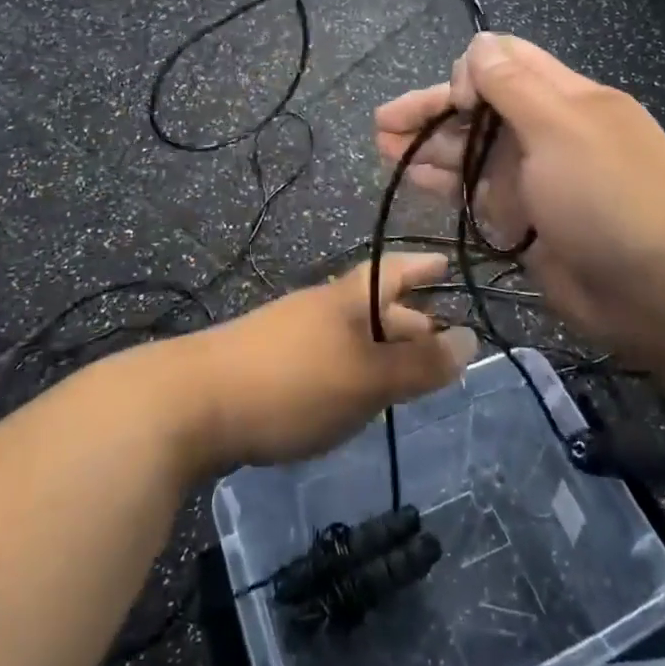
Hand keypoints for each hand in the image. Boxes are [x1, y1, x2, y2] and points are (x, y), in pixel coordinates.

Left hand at [180, 253, 477, 470]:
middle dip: (408, 319)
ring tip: (405, 374)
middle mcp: (319, 308)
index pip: (392, 270)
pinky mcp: (269, 365)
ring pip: (350, 334)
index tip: (446, 262)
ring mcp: (290, 335)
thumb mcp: (366, 378)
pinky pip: (328, 357)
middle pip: (373, 305)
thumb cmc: (292, 383)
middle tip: (439, 337)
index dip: (421, 266)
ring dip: (381, 348)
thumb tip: (471, 339)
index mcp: (346, 299)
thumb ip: (418, 365)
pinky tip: (354, 396)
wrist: (193, 404)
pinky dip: (353, 369)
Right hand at [375, 33, 664, 369]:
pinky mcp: (523, 218)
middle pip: (478, 107)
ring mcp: (534, 177)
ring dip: (428, 146)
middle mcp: (545, 131)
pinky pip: (475, 191)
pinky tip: (410, 179)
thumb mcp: (562, 130)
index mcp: (564, 98)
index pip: (506, 61)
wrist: (663, 293)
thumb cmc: (612, 199)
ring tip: (380, 148)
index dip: (470, 70)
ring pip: (471, 149)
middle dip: (432, 109)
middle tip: (382, 124)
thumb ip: (514, 86)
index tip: (456, 102)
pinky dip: (443, 183)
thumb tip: (478, 46)